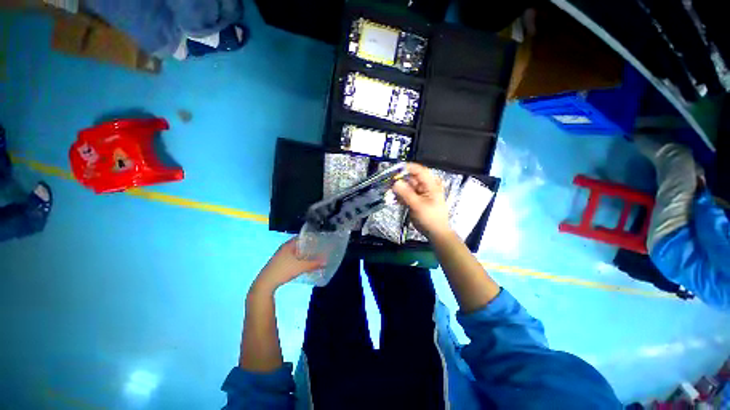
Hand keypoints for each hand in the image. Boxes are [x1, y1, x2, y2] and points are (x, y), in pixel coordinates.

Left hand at [251, 237, 325, 294]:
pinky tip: (304, 263)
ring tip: (314, 256)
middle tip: (319, 249)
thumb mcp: (301, 267)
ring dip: (304, 253)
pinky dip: (299, 258)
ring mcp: (281, 255)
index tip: (320, 240)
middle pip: (299, 244)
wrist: (265, 283)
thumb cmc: (283, 270)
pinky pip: (292, 257)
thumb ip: (314, 264)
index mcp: (289, 244)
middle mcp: (284, 247)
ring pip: (295, 251)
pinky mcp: (279, 262)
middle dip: (309, 247)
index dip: (311, 238)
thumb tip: (326, 261)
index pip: (302, 237)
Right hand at [392, 163, 450, 238]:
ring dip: (398, 188)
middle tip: (388, 181)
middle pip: (411, 178)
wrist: (435, 233)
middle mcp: (425, 186)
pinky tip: (393, 198)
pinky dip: (400, 195)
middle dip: (400, 179)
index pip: (419, 171)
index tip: (394, 169)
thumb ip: (406, 193)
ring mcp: (420, 193)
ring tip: (389, 191)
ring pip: (407, 186)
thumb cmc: (430, 218)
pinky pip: (406, 194)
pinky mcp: (415, 199)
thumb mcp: (417, 206)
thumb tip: (395, 182)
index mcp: (431, 185)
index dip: (407, 168)